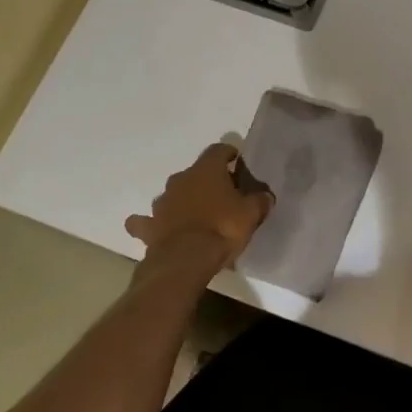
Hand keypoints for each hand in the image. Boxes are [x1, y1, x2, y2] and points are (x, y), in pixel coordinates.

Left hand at [126, 144, 272, 267]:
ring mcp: (161, 202)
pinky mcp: (149, 226)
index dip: (229, 154)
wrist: (186, 260)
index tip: (237, 162)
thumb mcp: (251, 214)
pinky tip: (156, 229)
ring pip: (172, 195)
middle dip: (206, 181)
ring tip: (195, 216)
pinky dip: (151, 224)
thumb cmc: (223, 228)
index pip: (218, 150)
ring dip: (182, 201)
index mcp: (206, 170)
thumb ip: (259, 201)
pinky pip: (146, 222)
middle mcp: (180, 179)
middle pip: (195, 173)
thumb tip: (265, 196)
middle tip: (221, 196)